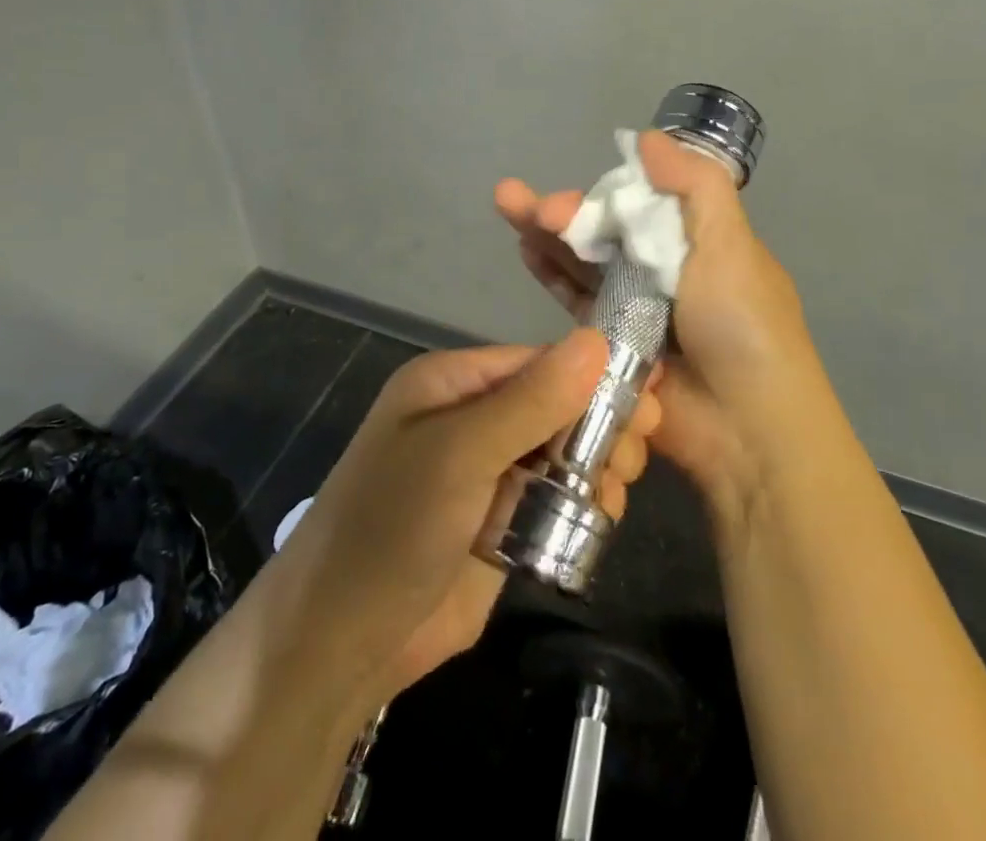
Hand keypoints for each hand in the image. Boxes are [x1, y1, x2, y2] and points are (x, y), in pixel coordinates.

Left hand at [263, 332, 661, 704]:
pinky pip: (555, 497)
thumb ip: (531, 400)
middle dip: (600, 423)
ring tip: (619, 486)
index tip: (648, 396)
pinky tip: (604, 514)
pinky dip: (583, 502)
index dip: (593, 375)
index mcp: (453, 383)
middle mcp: (473, 419)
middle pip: (556, 405)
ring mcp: (488, 473)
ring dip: (597, 463)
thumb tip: (597, 340)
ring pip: (562, 452)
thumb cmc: (392, 527)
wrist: (337, 645)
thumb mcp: (459, 453)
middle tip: (636, 451)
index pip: (539, 362)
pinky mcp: (501, 523)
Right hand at [496, 130, 825, 523]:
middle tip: (519, 201)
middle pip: (605, 230)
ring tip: (507, 206)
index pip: (643, 201)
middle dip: (565, 211)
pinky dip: (552, 274)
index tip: (575, 186)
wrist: (746, 429)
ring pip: (584, 261)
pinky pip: (577, 301)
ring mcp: (636, 309)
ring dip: (548, 234)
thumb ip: (695, 186)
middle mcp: (665, 269)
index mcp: (699, 241)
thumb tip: (647, 137)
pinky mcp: (611, 345)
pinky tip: (525, 249)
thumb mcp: (731, 245)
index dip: (604, 191)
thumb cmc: (742, 326)